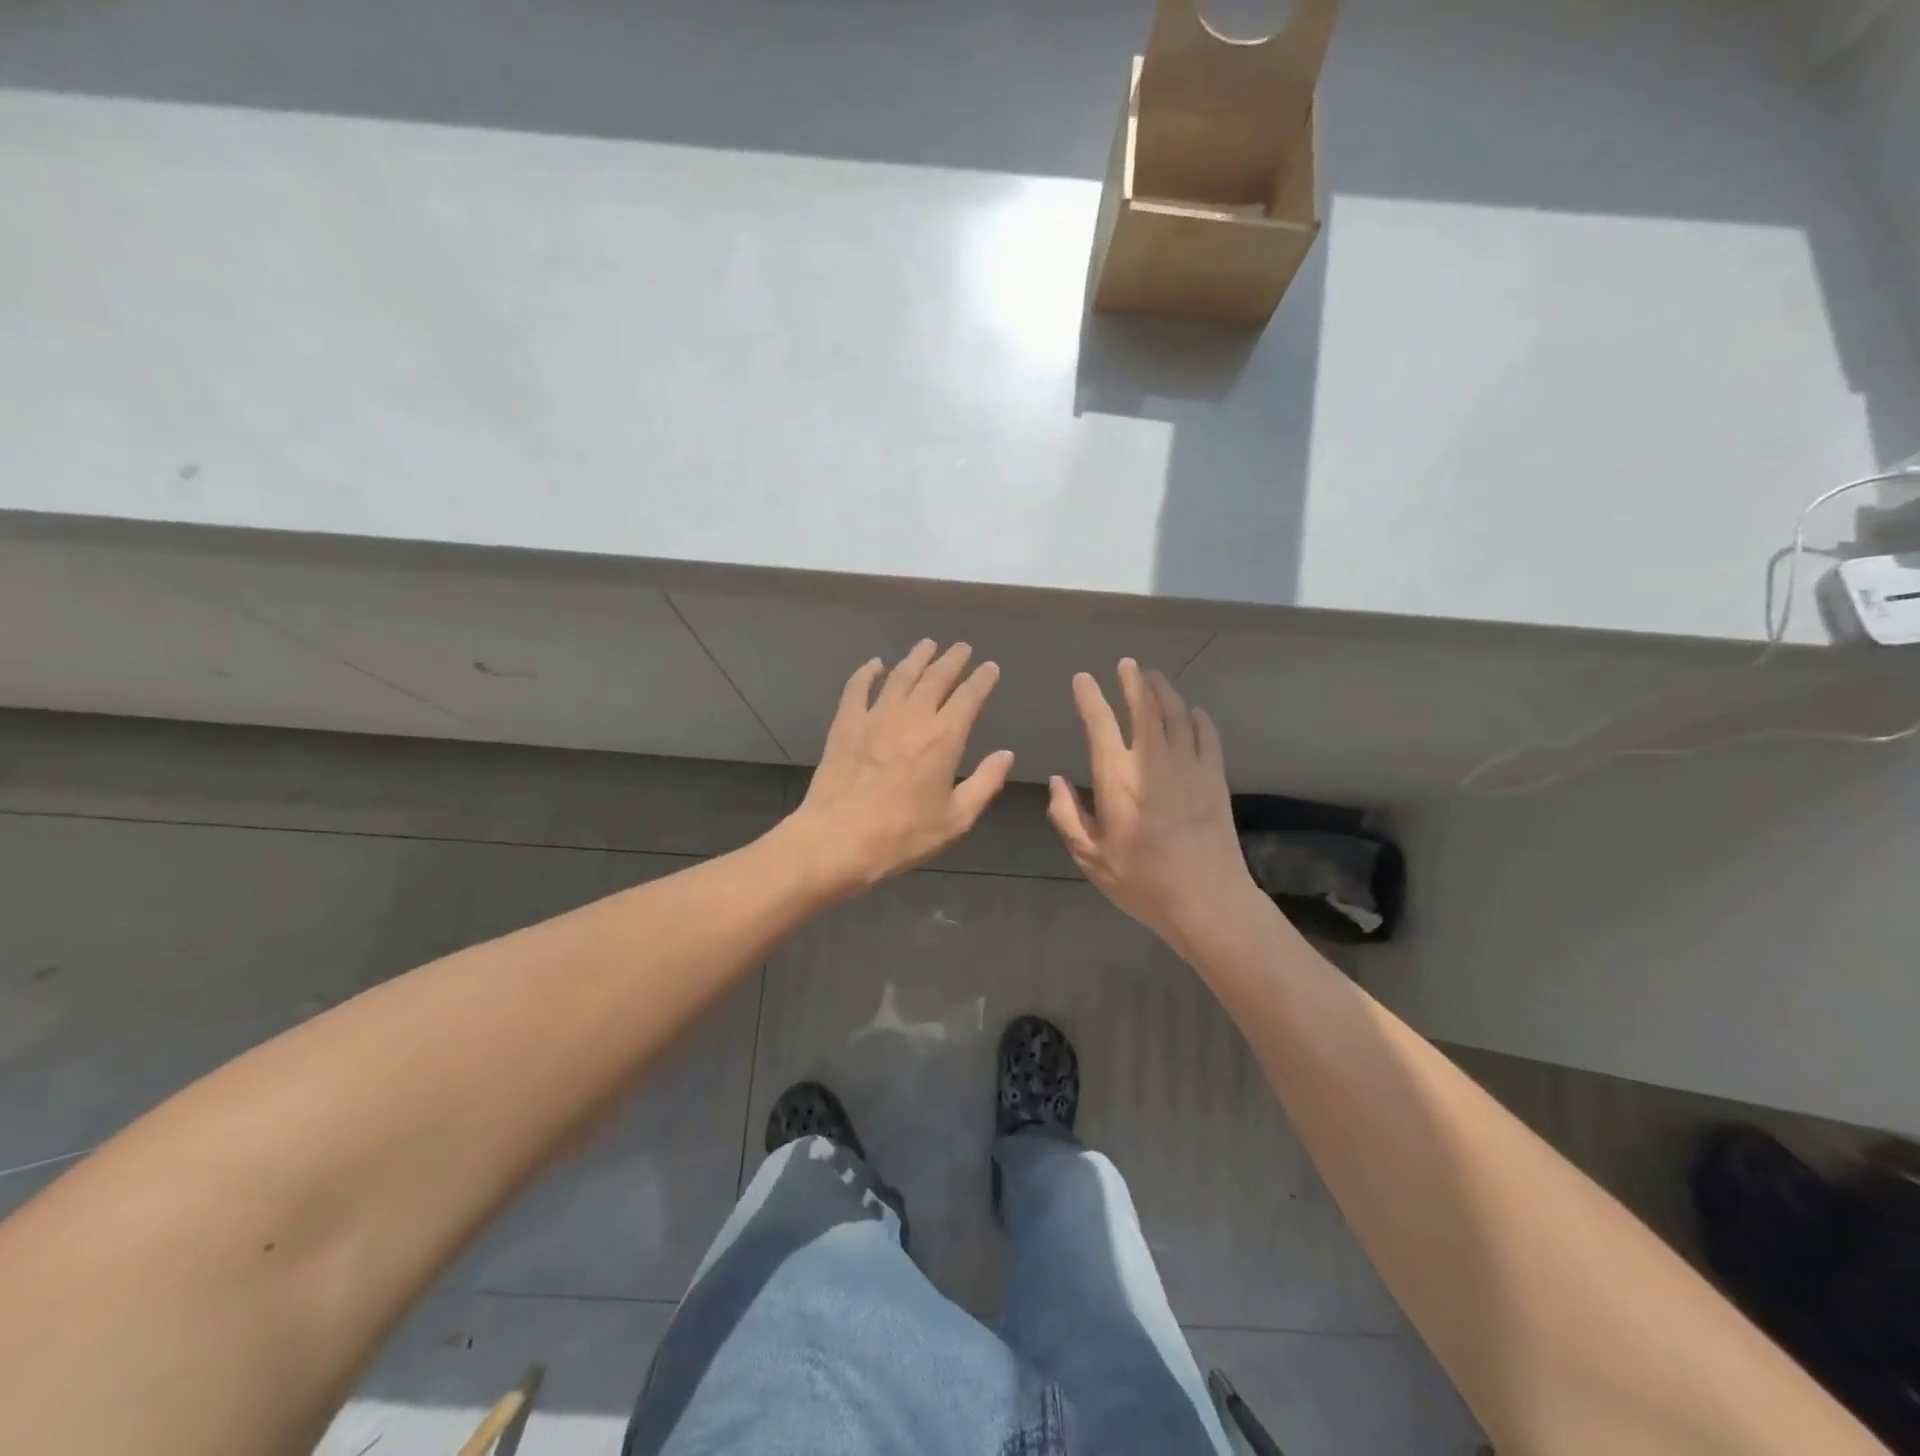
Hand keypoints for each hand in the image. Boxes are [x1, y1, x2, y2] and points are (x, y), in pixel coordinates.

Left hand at [787, 640, 1014, 896]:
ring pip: (900, 676)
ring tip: (927, 645)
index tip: (990, 668)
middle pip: (936, 677)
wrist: (838, 839)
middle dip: (952, 660)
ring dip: (916, 658)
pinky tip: (875, 664)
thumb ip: (985, 783)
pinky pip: (858, 688)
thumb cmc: (902, 835)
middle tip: (961, 648)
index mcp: (944, 738)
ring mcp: (876, 716)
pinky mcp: (846, 724)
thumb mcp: (955, 819)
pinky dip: (868, 672)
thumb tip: (1006, 755)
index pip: (969, 697)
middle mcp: (913, 716)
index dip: (982, 679)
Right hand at [1048, 660, 1257, 947]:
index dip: (1089, 697)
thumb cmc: (1141, 881)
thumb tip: (1058, 782)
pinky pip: (1206, 735)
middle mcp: (1152, 761)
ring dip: (1164, 691)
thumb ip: (1068, 816)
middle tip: (1127, 664)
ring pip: (1177, 714)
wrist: (1206, 899)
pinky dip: (1198, 717)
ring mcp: (1189, 765)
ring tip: (1154, 677)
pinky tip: (1193, 711)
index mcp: (1117, 778)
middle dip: (1133, 681)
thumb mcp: (1091, 856)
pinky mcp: (1214, 777)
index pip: (1100, 724)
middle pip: (1145, 707)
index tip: (1083, 679)